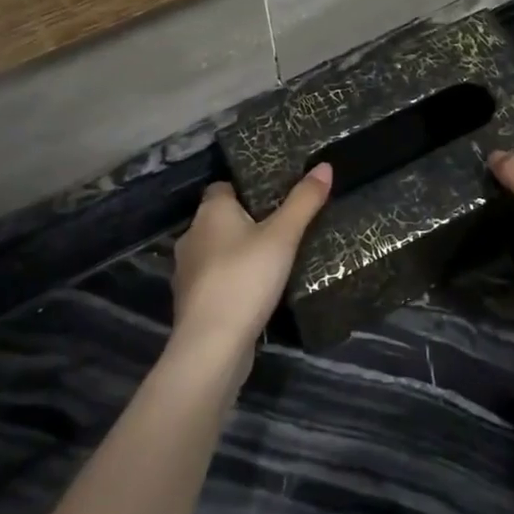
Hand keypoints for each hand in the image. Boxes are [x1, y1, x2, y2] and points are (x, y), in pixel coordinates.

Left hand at [171, 165, 333, 368]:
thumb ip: (304, 201)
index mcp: (210, 212)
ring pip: (217, 251)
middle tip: (282, 226)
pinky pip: (216, 280)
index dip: (246, 188)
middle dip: (246, 222)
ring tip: (274, 259)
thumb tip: (325, 166)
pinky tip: (257, 291)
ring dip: (239, 254)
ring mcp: (188, 272)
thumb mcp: (283, 236)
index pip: (223, 187)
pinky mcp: (193, 303)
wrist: (212, 347)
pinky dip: (233, 281)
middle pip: (221, 219)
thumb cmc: (245, 278)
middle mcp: (192, 235)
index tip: (274, 195)